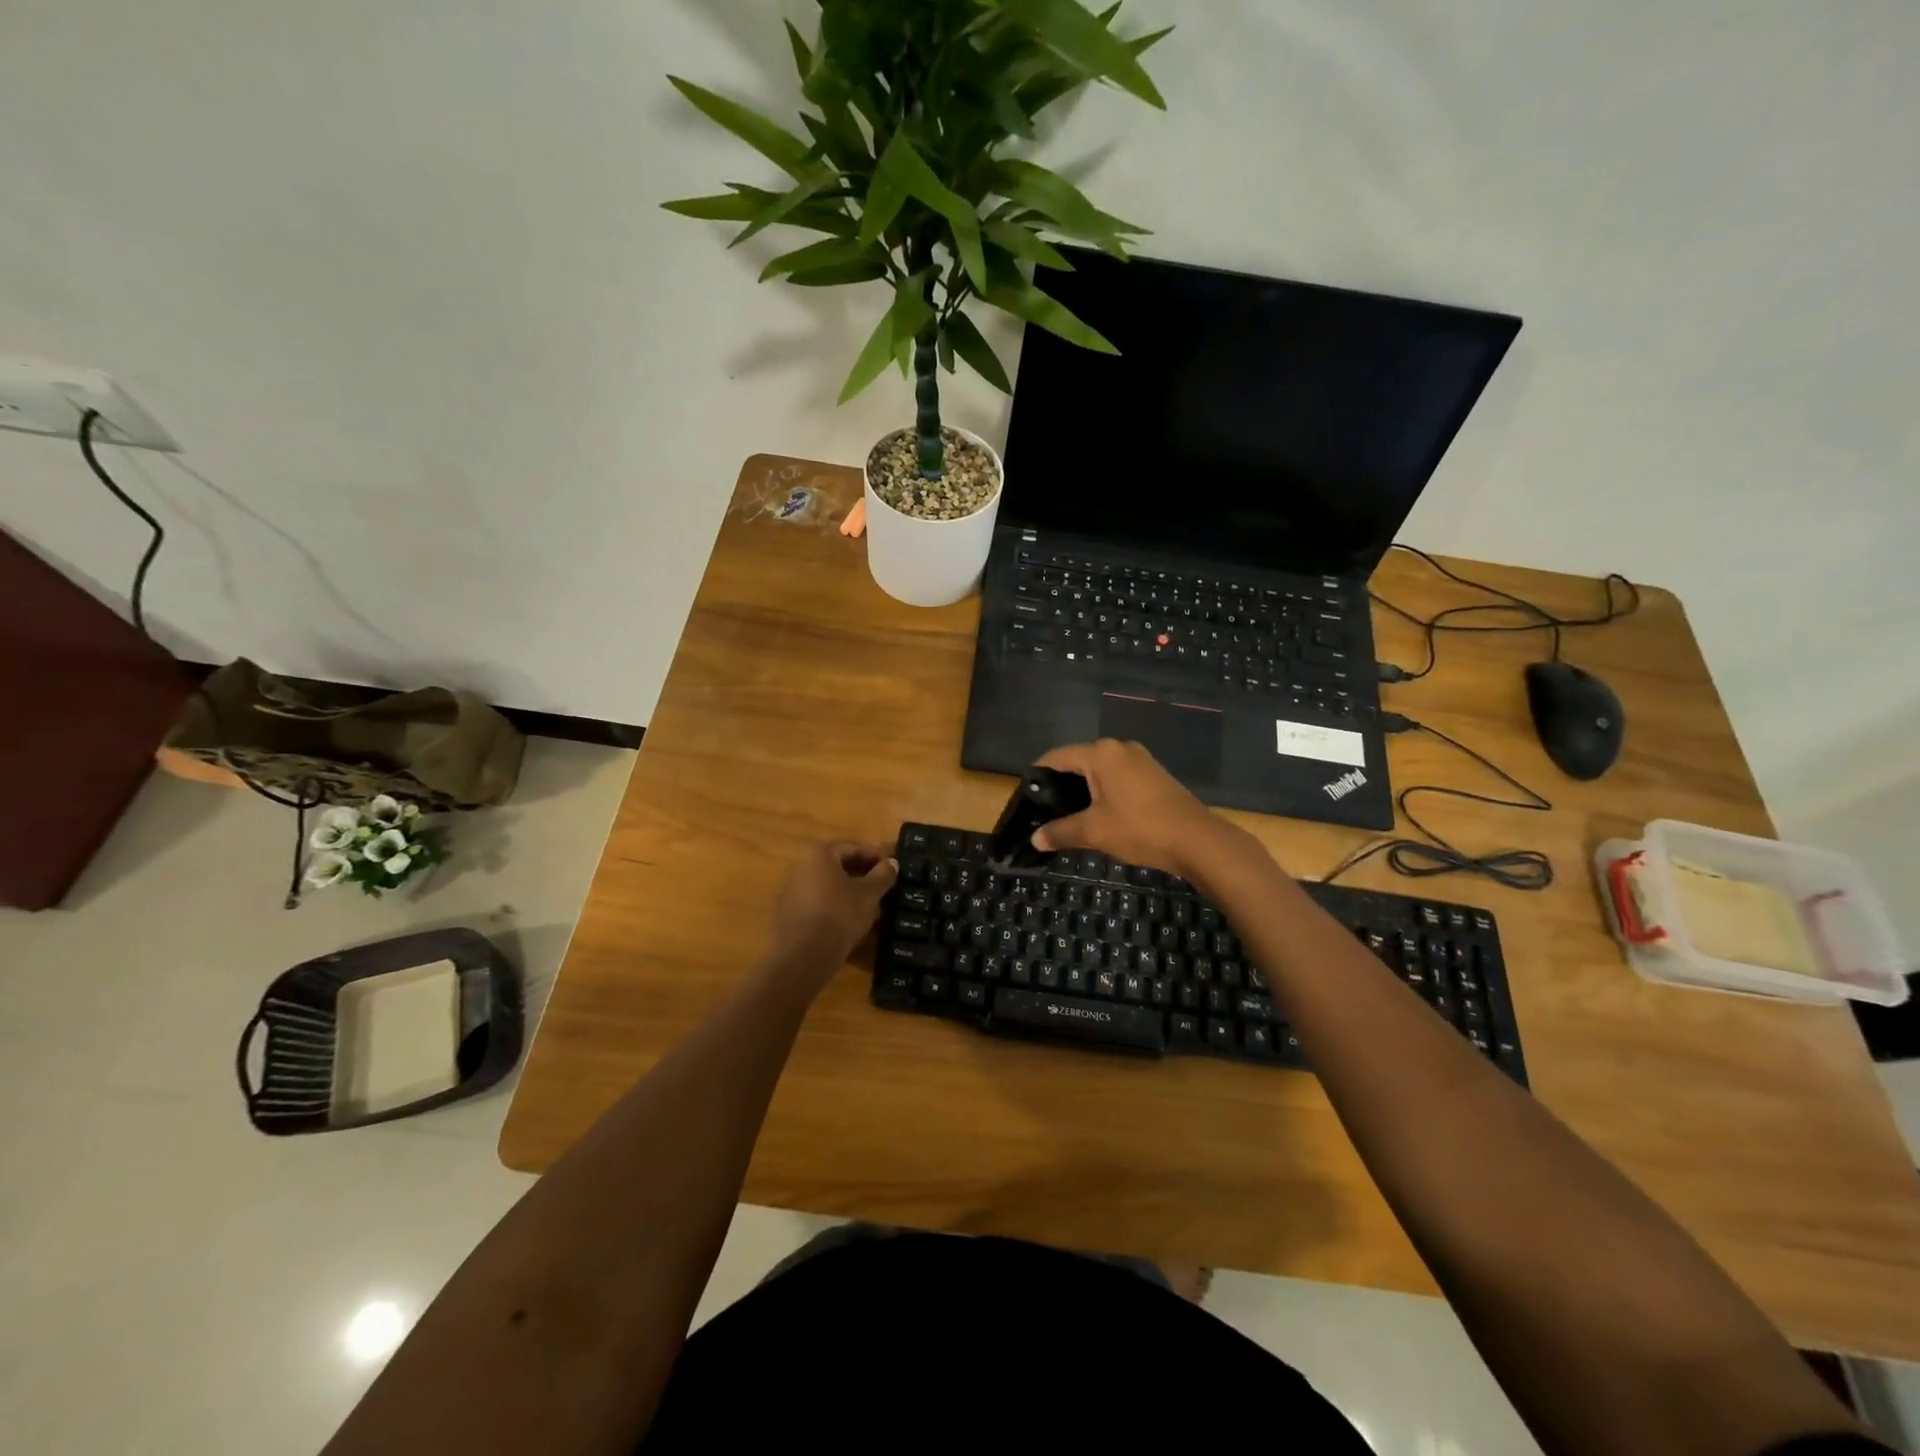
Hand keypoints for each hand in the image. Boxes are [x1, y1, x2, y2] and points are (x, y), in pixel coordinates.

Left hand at [768, 842, 897, 981]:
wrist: (803, 955)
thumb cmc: (840, 914)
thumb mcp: (869, 894)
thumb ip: (883, 875)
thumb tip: (892, 863)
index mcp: (820, 855)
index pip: (852, 847)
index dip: (874, 856)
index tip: (891, 869)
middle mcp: (801, 867)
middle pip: (836, 866)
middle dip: (861, 875)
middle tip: (882, 887)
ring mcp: (790, 891)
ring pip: (826, 886)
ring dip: (847, 893)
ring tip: (868, 908)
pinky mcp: (786, 914)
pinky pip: (816, 904)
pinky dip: (832, 908)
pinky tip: (847, 923)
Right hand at [1031, 739, 1234, 877]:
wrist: (1197, 840)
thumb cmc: (1140, 828)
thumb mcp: (1094, 832)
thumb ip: (1061, 832)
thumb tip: (1035, 839)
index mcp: (1101, 754)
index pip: (1057, 756)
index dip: (1038, 775)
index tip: (1026, 796)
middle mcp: (1119, 748)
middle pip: (1078, 761)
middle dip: (1060, 784)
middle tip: (1044, 810)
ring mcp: (1139, 759)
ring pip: (1099, 769)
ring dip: (1083, 789)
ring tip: (1068, 814)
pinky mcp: (1153, 774)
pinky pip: (1117, 776)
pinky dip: (1103, 790)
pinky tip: (1098, 813)